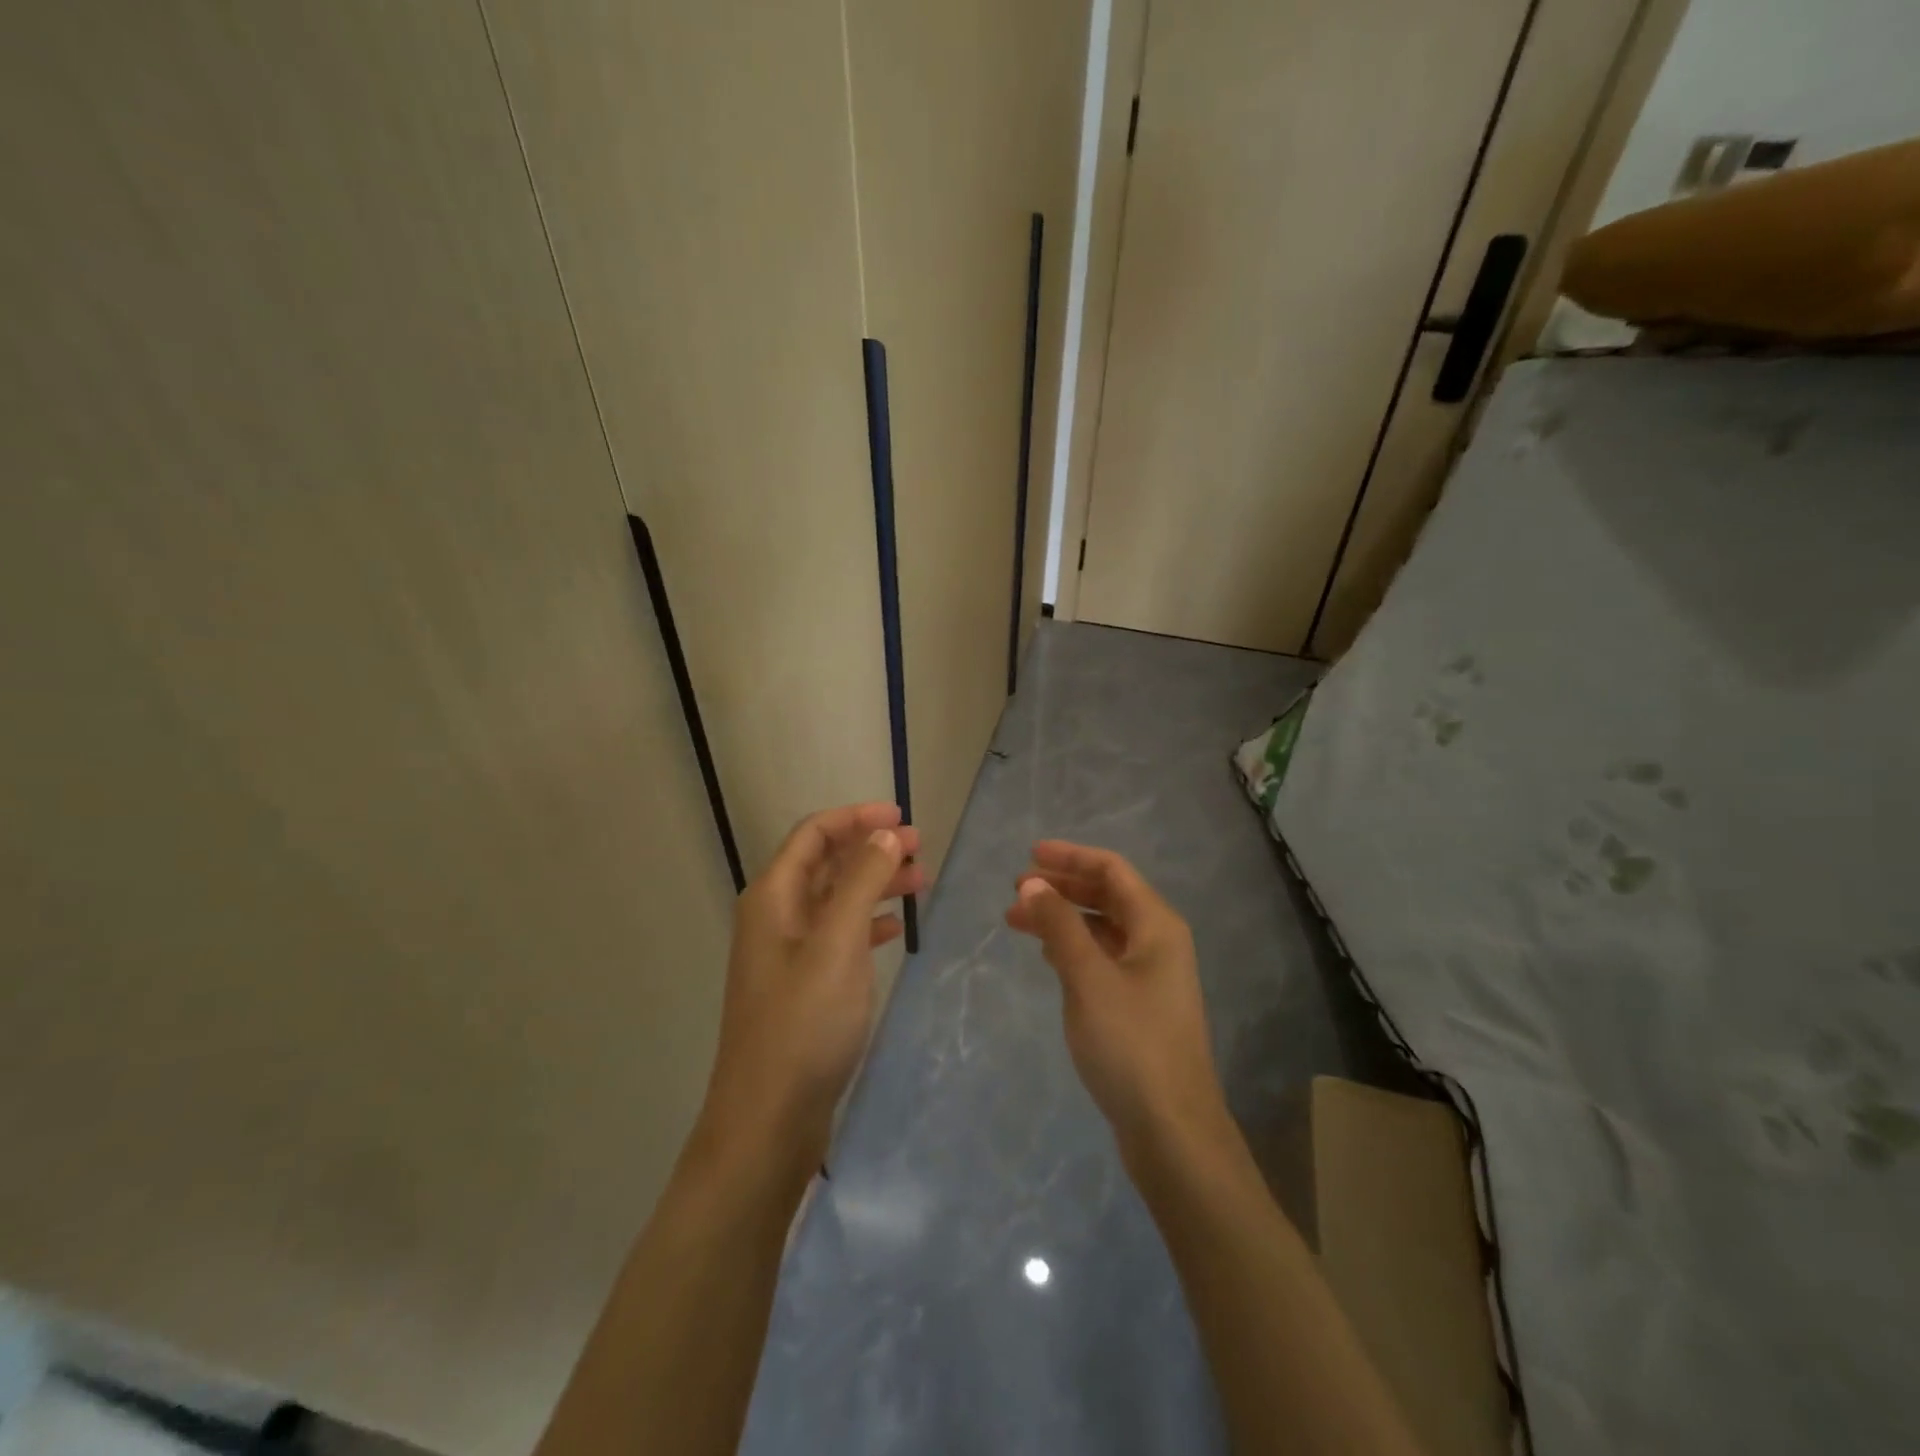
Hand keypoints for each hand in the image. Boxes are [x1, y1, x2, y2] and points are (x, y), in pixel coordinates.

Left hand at [702, 804, 924, 1165]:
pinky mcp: (803, 985)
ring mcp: (788, 953)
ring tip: (920, 882)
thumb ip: (861, 882)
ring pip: (836, 899)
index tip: (902, 816)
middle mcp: (776, 916)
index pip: (814, 834)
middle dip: (871, 848)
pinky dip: (868, 922)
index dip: (856, 817)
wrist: (768, 1119)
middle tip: (921, 848)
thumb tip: (885, 833)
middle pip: (826, 863)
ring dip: (875, 883)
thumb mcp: (838, 943)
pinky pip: (839, 935)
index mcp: (774, 897)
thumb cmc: (804, 1023)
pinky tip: (895, 928)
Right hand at [1006, 842, 1229, 1162]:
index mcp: (1156, 925)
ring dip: (1063, 919)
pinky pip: (1102, 958)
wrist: (1172, 1130)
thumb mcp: (1088, 977)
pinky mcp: (1139, 1005)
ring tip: (1019, 922)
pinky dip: (1073, 948)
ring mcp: (1151, 975)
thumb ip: (1059, 925)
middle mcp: (1158, 942)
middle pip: (1107, 896)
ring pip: (1102, 929)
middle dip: (1062, 888)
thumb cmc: (1131, 1043)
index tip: (1029, 855)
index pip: (1111, 871)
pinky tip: (1048, 956)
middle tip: (1016, 891)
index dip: (1071, 857)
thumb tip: (1032, 883)